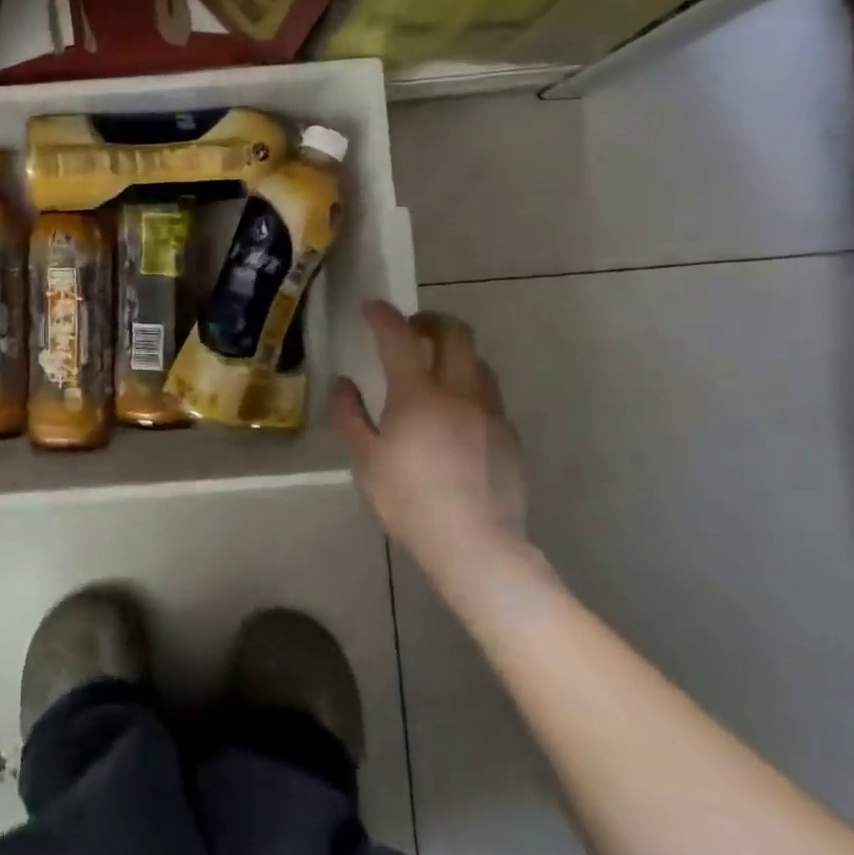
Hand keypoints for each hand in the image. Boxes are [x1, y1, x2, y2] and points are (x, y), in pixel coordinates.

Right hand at [334, 302, 527, 592]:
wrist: (476, 546)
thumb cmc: (409, 502)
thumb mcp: (365, 461)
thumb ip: (350, 415)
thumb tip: (344, 385)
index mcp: (418, 394)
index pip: (399, 337)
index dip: (383, 316)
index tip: (372, 308)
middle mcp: (459, 391)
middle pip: (456, 332)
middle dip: (430, 321)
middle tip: (410, 331)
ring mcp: (490, 412)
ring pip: (478, 362)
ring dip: (454, 354)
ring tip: (434, 372)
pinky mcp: (509, 434)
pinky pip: (488, 395)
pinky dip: (468, 388)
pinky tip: (455, 416)